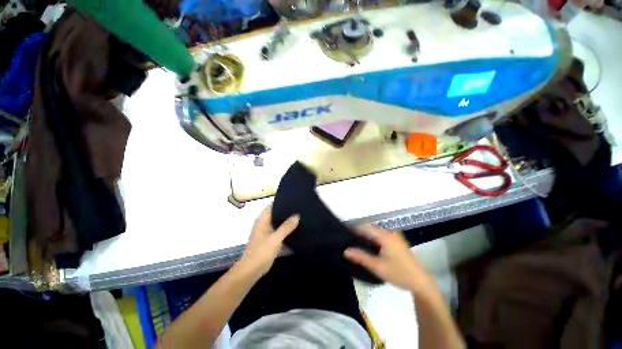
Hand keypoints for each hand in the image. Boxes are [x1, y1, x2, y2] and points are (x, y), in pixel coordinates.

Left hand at [237, 206, 298, 277]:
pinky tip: (295, 229)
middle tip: (299, 208)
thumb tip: (297, 215)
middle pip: (276, 213)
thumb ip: (286, 227)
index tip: (293, 200)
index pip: (271, 205)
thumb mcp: (275, 238)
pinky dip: (285, 229)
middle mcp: (264, 224)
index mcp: (262, 220)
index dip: (281, 201)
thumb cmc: (261, 252)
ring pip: (278, 222)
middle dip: (286, 211)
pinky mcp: (269, 240)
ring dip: (286, 221)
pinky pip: (279, 231)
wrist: (251, 271)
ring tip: (300, 216)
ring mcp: (266, 232)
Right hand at [344, 225, 435, 293]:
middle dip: (359, 232)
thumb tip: (345, 250)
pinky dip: (373, 238)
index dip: (353, 229)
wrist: (420, 282)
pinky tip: (369, 245)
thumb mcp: (378, 267)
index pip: (365, 227)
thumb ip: (361, 257)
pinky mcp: (397, 239)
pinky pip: (381, 234)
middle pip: (370, 228)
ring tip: (356, 242)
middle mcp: (389, 232)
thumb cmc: (399, 274)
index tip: (344, 233)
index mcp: (385, 236)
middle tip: (348, 239)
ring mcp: (394, 235)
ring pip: (375, 231)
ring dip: (366, 235)